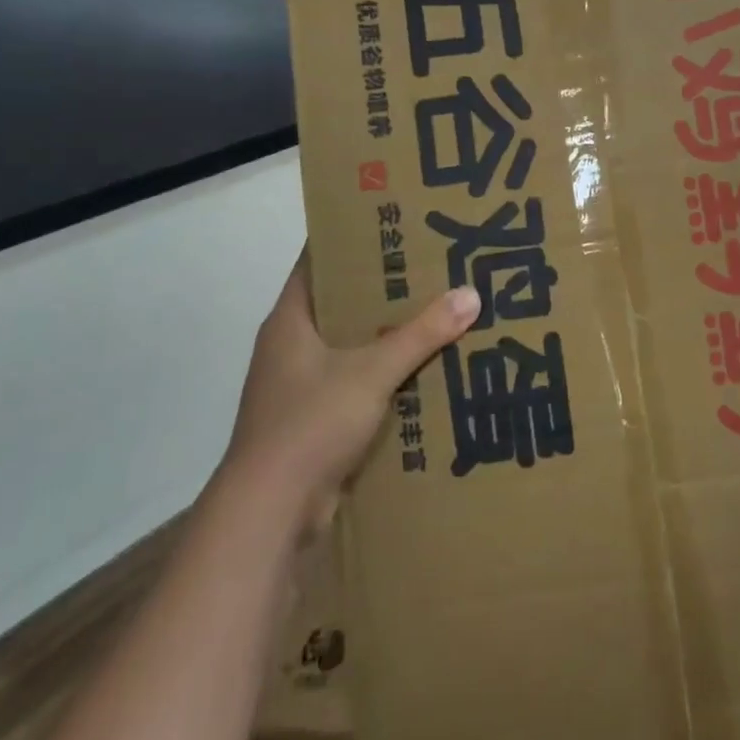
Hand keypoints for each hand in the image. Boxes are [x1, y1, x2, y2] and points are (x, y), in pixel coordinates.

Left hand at [224, 247, 479, 519]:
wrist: (269, 514)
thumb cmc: (310, 424)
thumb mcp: (372, 372)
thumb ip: (421, 334)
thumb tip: (470, 294)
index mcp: (290, 321)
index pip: (319, 262)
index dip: (353, 240)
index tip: (396, 224)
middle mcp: (291, 347)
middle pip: (342, 304)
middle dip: (384, 289)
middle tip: (433, 268)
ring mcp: (301, 386)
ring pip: (352, 347)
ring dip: (389, 336)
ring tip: (440, 314)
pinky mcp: (315, 421)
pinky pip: (358, 385)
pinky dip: (387, 377)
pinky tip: (427, 371)